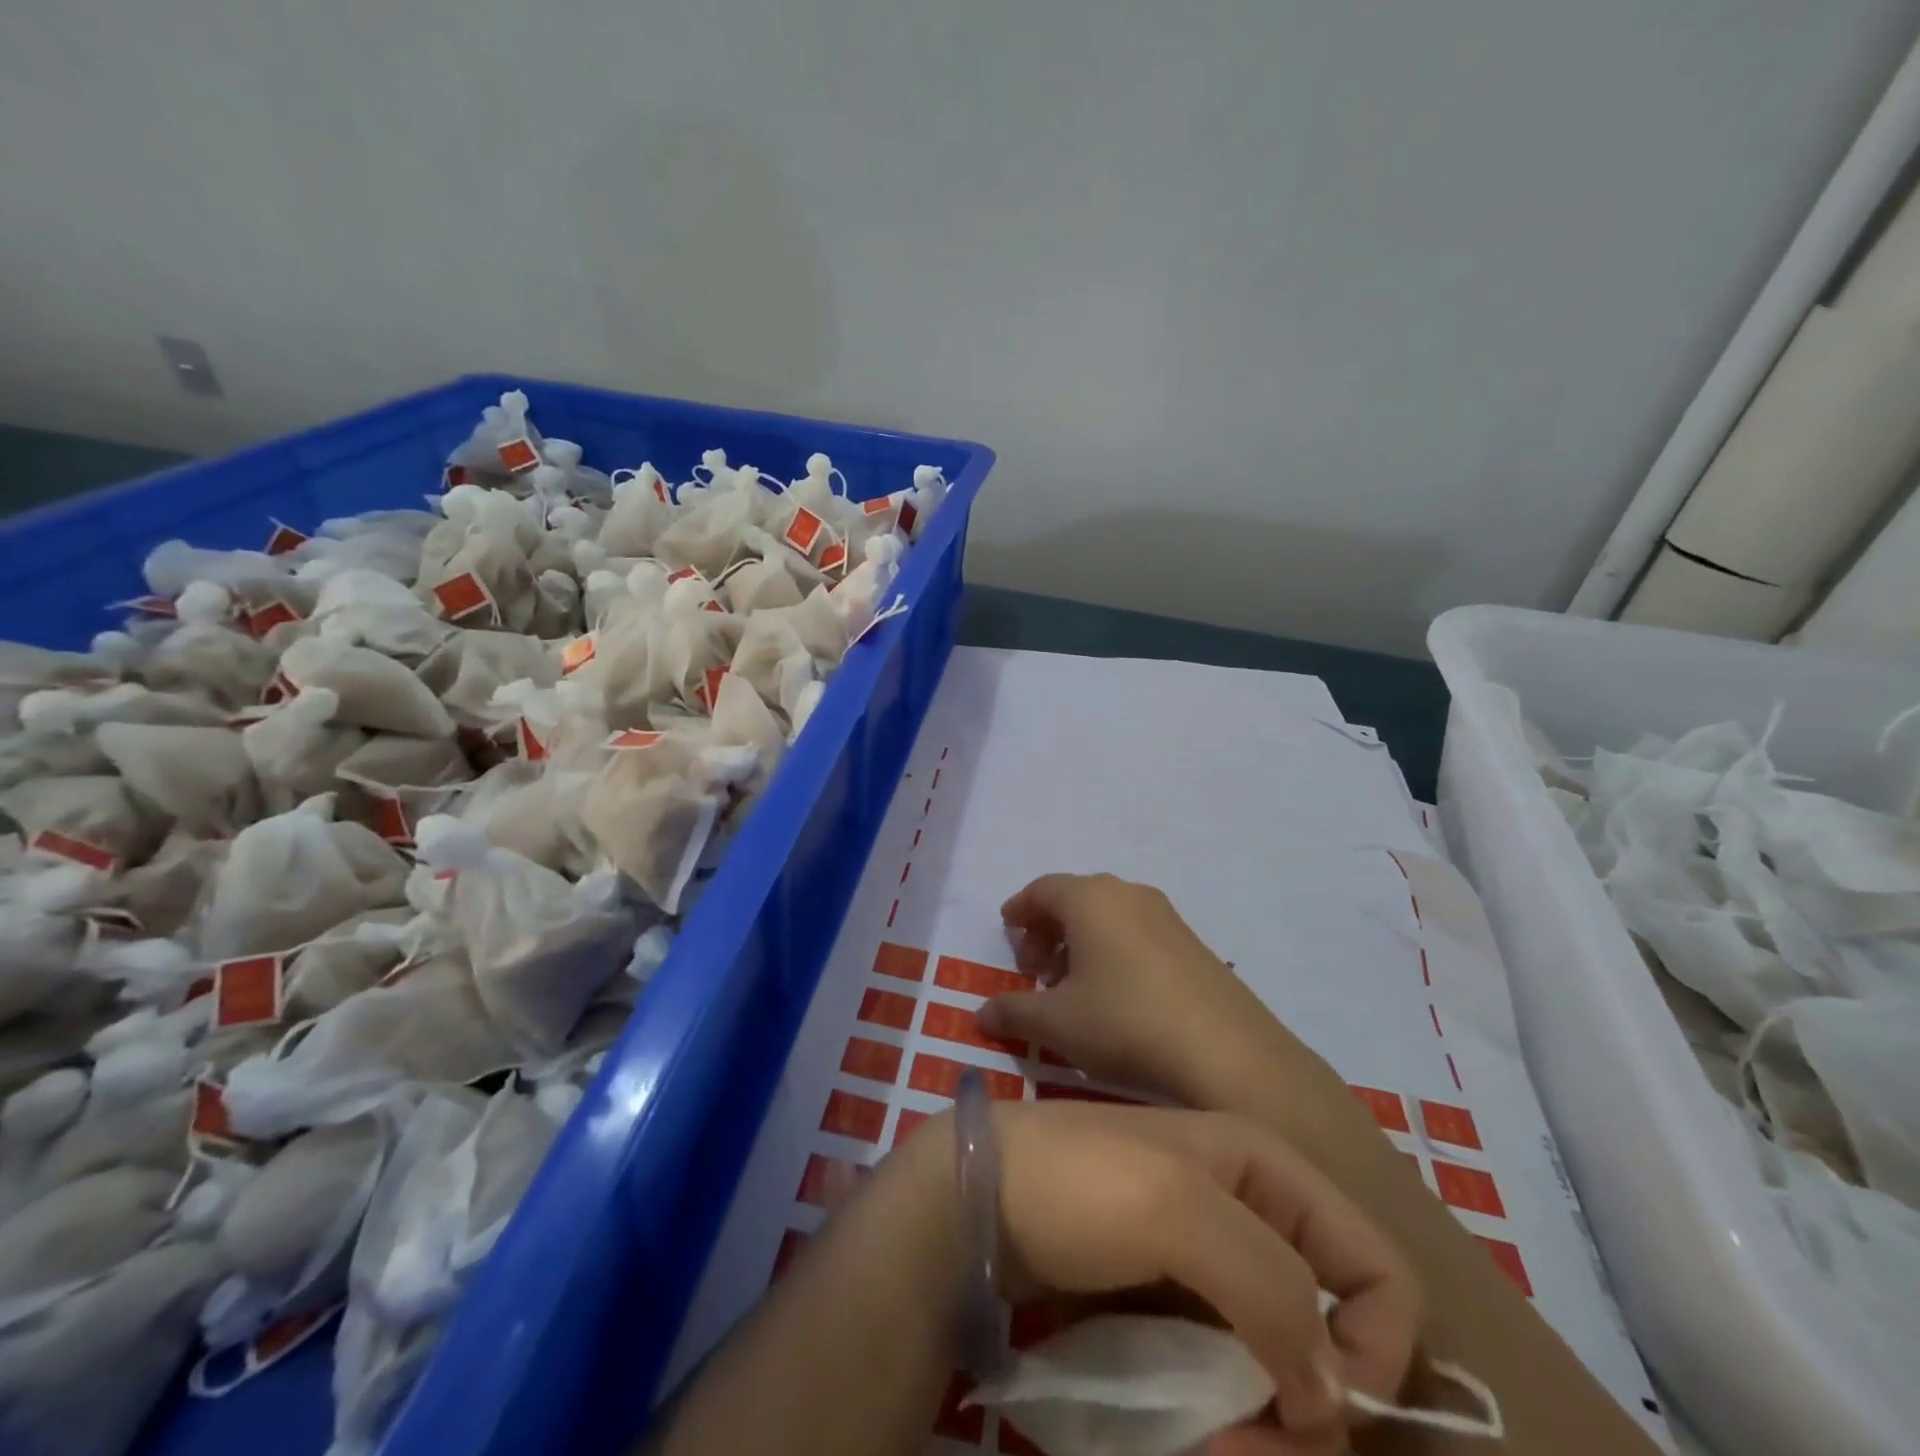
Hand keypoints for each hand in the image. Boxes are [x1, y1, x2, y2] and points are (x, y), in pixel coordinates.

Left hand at [955, 1100, 1420, 1450]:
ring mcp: (1205, 1261)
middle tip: (1251, 1449)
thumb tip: (1333, 1391)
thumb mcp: (1176, 1208)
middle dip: (1311, 1408)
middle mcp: (1248, 1212)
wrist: (978, 1198)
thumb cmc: (1079, 1183)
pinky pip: (1225, 1371)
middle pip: (1331, 1331)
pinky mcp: (1168, 1301)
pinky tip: (1188, 1433)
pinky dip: (1221, 1415)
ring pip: (1280, 1365)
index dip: (1375, 1349)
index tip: (1319, 1410)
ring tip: (1210, 1447)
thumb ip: (1269, 1284)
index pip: (1375, 1266)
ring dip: (1264, 1427)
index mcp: (1264, 1168)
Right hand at [981, 874, 1336, 1113]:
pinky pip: (1136, 932)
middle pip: (1074, 899)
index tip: (1007, 930)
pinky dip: (1113, 950)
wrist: (1227, 1053)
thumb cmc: (1124, 1023)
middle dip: (1047, 929)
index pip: (1041, 889)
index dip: (1019, 909)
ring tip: (1071, 987)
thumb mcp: (1056, 1023)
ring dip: (1080, 942)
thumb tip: (981, 1013)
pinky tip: (1114, 995)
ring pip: (1108, 916)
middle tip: (1034, 970)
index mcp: (1090, 898)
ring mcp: (1166, 915)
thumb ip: (1012, 1011)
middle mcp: (1128, 893)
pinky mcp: (1192, 942)